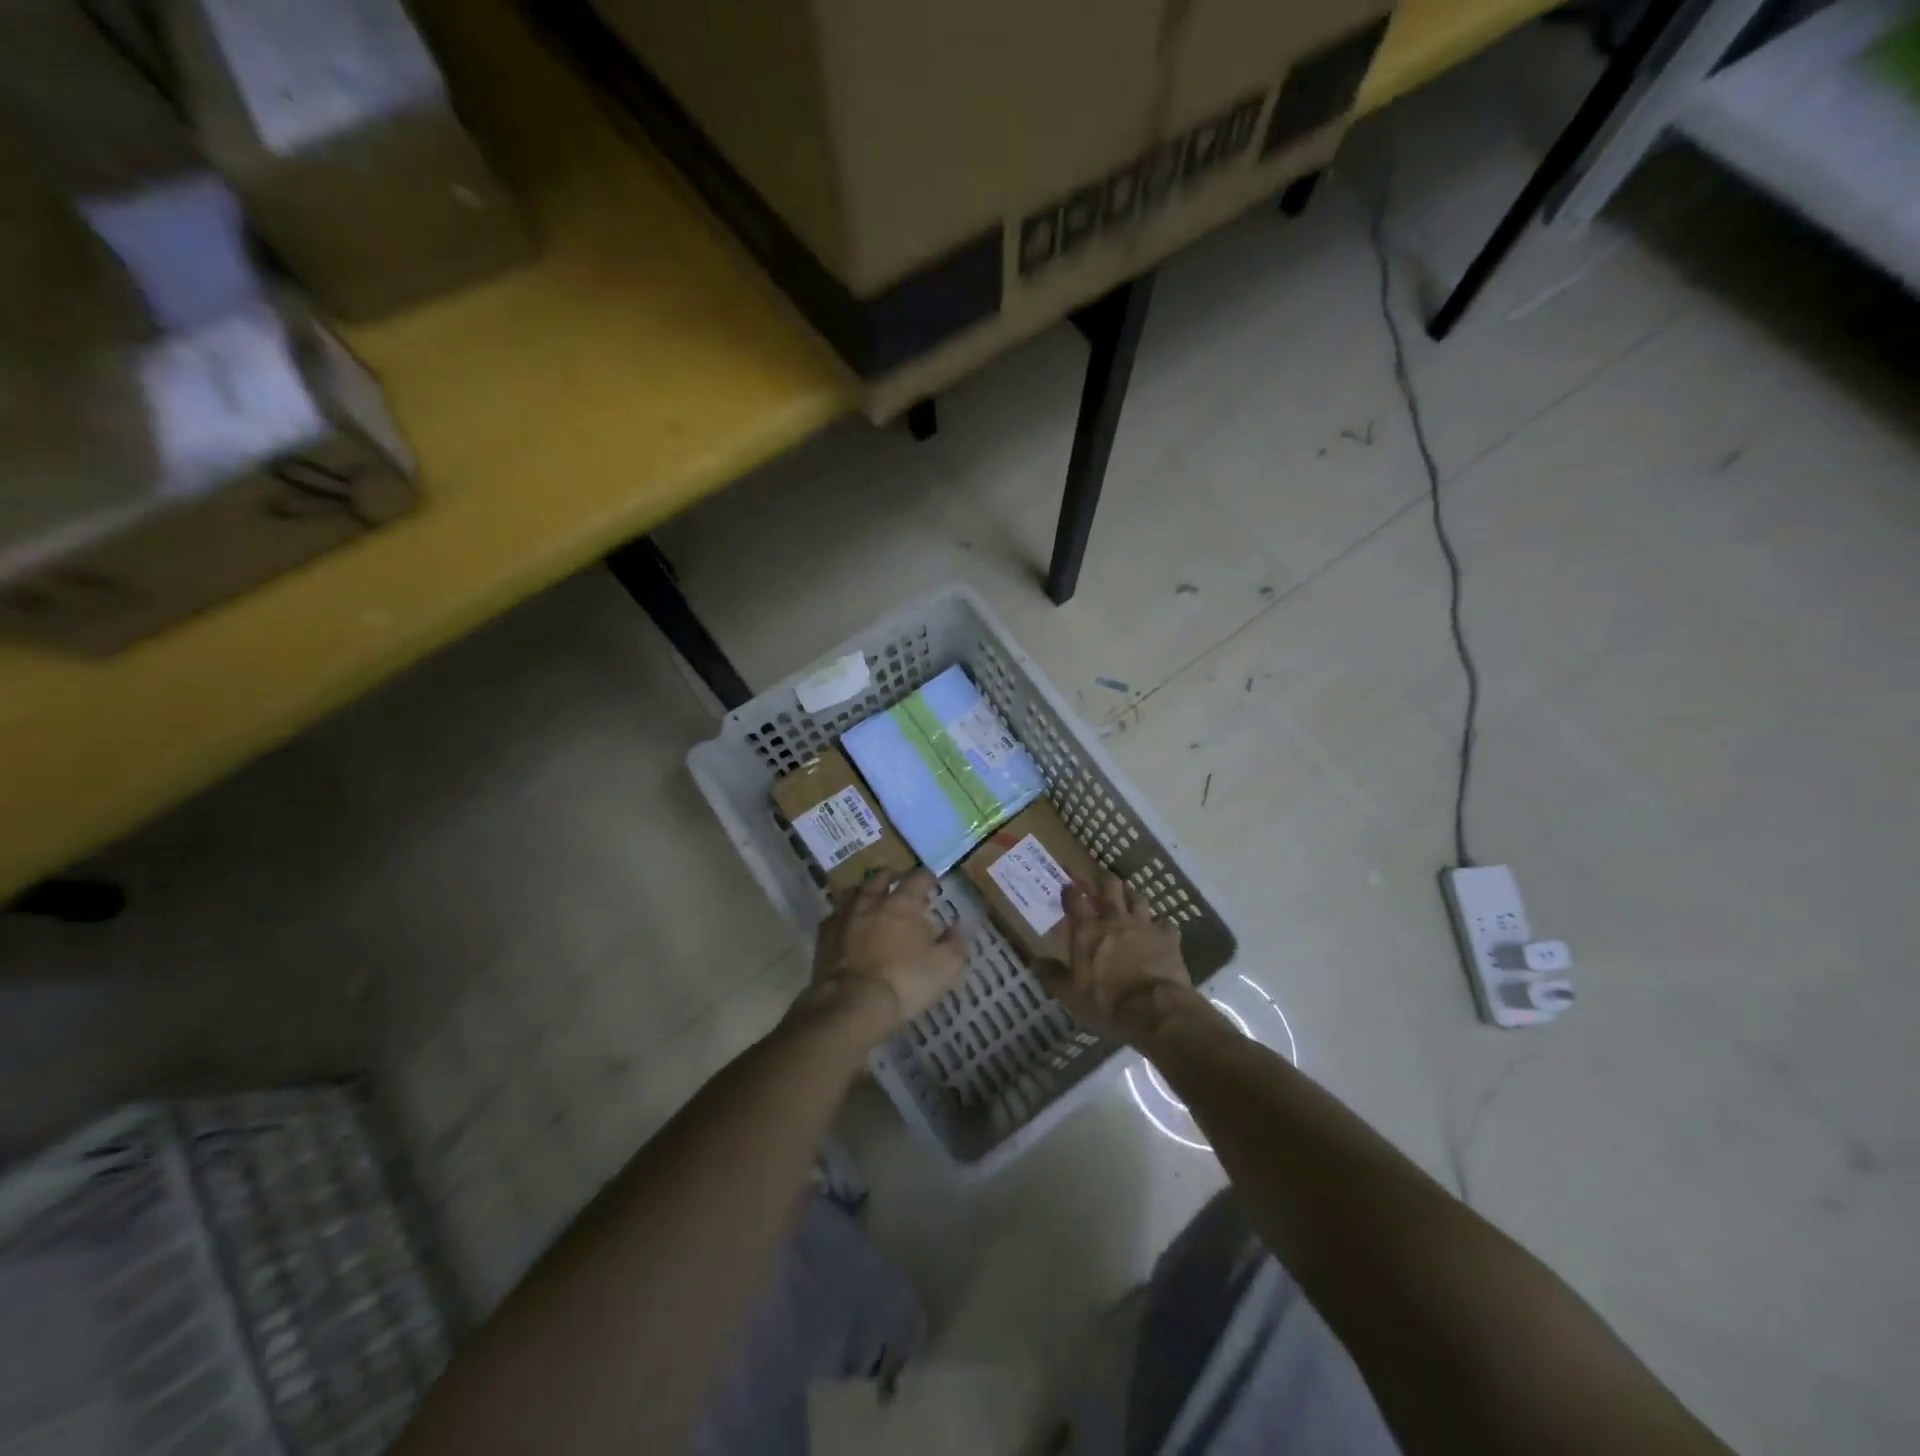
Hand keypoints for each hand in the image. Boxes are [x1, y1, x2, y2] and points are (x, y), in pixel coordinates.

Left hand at [801, 868, 967, 1044]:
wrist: (852, 1004)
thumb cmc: (905, 982)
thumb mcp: (945, 967)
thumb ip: (955, 942)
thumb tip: (957, 925)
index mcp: (903, 903)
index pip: (918, 878)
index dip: (928, 879)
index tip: (934, 885)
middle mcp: (871, 902)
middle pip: (880, 879)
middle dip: (891, 880)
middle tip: (899, 889)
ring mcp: (844, 917)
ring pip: (854, 894)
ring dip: (864, 894)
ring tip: (871, 901)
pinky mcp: (824, 937)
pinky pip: (834, 917)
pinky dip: (843, 917)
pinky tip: (847, 926)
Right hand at [1039, 872, 1196, 1045]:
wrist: (1154, 1009)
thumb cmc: (1106, 1002)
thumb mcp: (1071, 995)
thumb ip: (1053, 975)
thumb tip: (1036, 962)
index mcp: (1088, 930)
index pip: (1075, 899)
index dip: (1070, 889)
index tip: (1068, 884)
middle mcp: (1115, 919)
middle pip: (1110, 886)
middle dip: (1104, 881)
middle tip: (1102, 884)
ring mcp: (1144, 925)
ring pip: (1138, 898)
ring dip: (1132, 897)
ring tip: (1130, 901)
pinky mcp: (1168, 937)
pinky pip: (1165, 924)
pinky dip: (1161, 927)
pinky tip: (1160, 933)